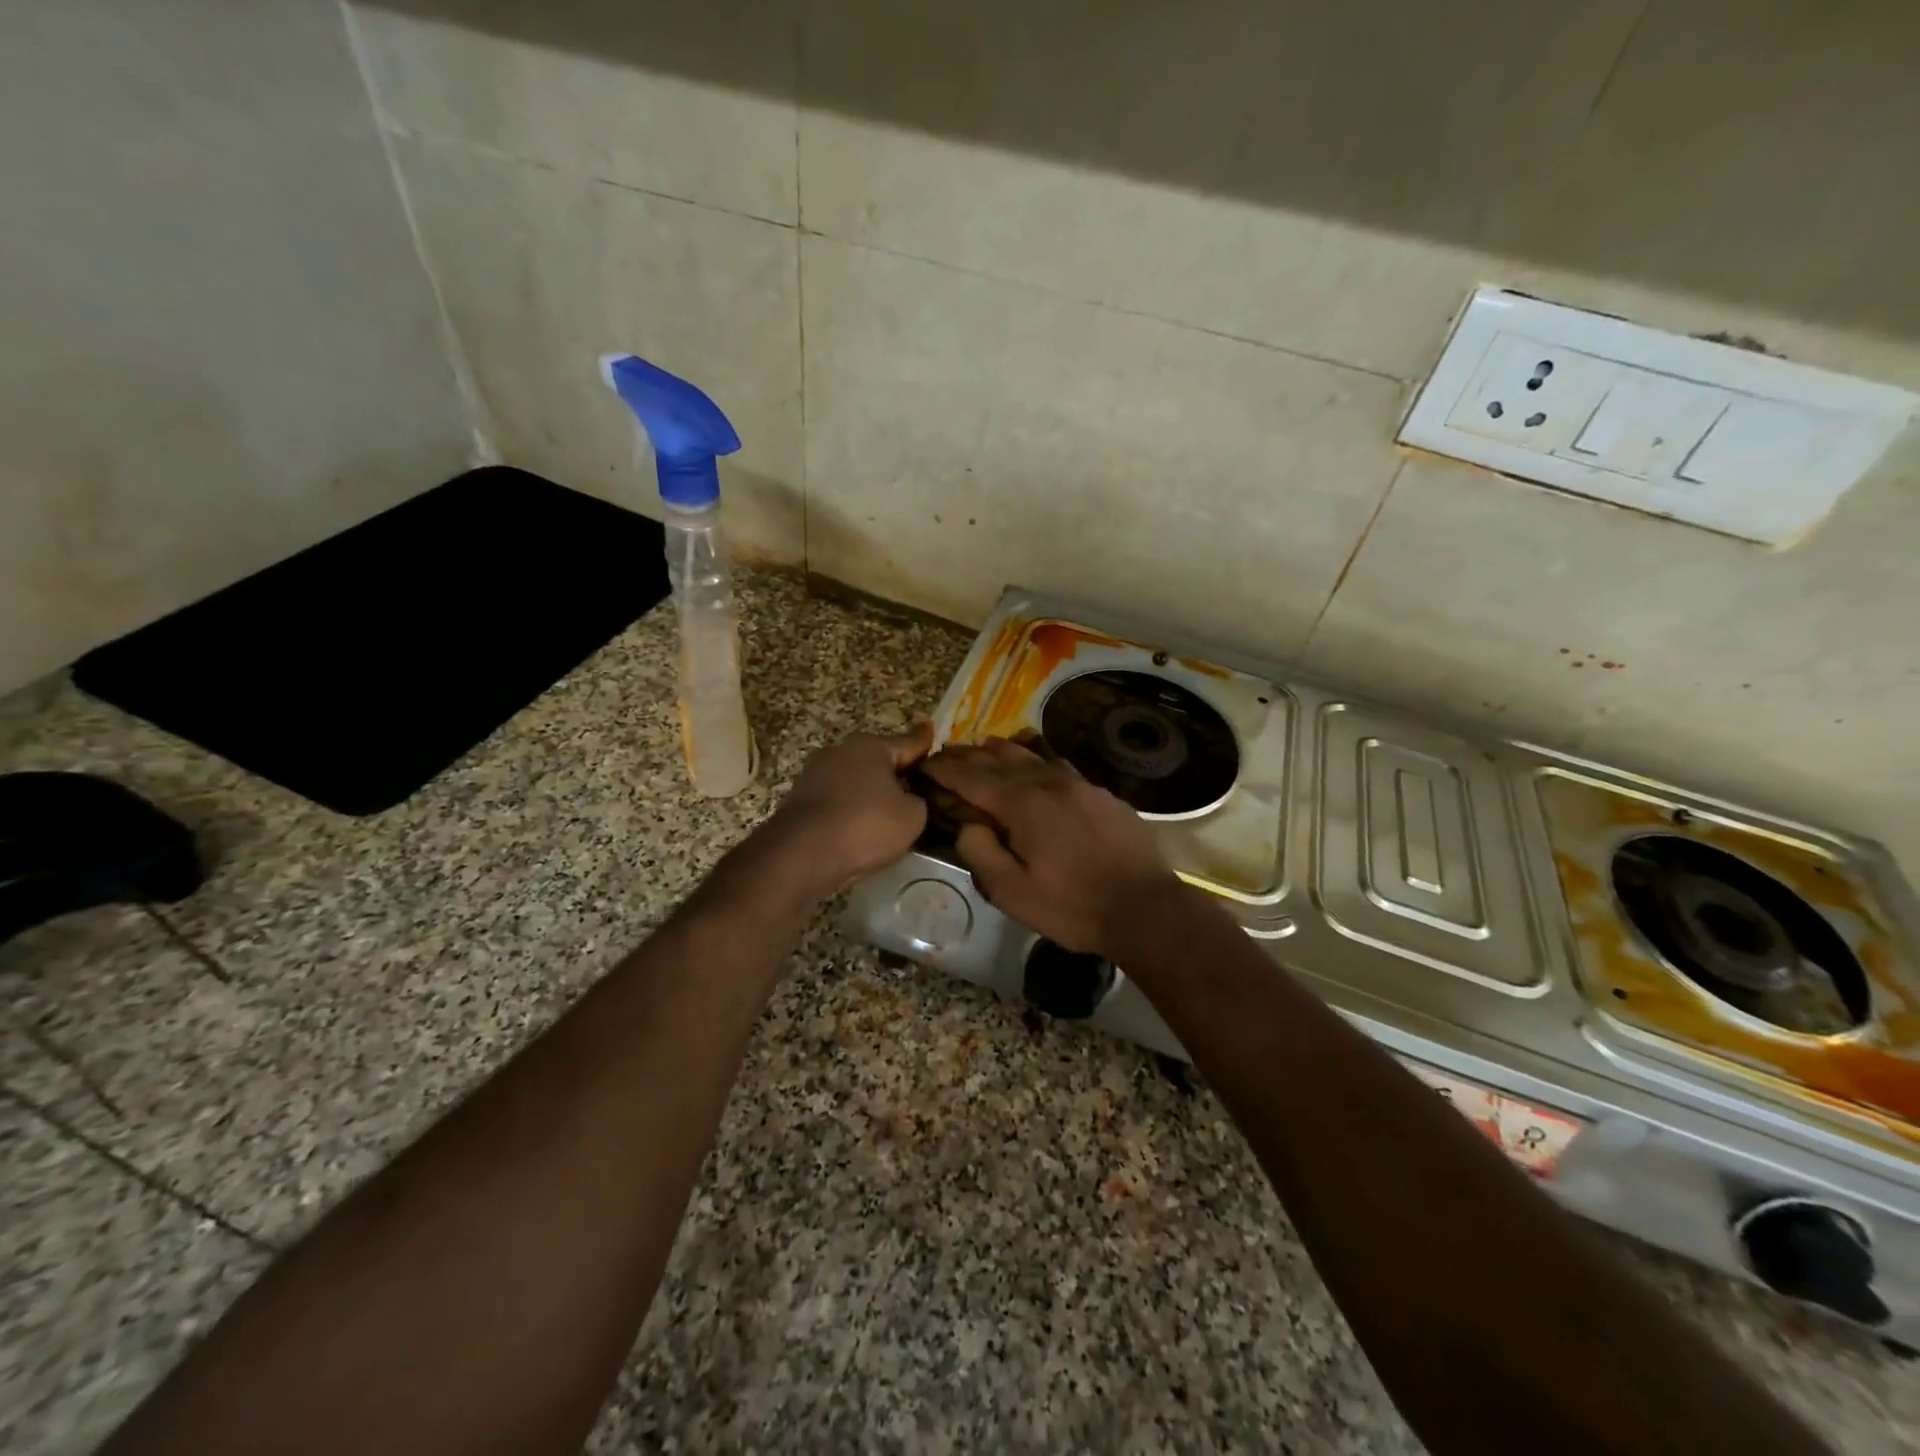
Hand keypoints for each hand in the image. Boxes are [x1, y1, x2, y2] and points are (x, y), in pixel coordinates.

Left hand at [763, 725, 932, 892]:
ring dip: (870, 792)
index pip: (909, 742)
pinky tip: (859, 827)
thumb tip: (908, 798)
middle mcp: (841, 750)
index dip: (925, 742)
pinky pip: (836, 800)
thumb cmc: (865, 825)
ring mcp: (815, 773)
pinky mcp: (799, 799)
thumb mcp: (912, 816)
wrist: (801, 854)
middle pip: (878, 759)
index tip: (931, 731)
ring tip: (887, 812)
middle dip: (895, 771)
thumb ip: (918, 800)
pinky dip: (850, 809)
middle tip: (916, 786)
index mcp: (871, 746)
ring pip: (855, 779)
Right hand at [921, 738, 1180, 957]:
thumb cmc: (1072, 906)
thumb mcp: (1013, 893)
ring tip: (983, 748)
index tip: (925, 765)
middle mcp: (1048, 783)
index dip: (945, 770)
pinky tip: (1036, 764)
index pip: (972, 779)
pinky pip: (1059, 766)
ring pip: (1031, 757)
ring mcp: (1079, 784)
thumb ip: (981, 854)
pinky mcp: (1101, 794)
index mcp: (1022, 805)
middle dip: (968, 756)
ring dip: (1002, 751)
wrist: (1144, 907)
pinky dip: (1036, 760)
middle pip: (999, 760)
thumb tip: (968, 824)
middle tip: (945, 754)